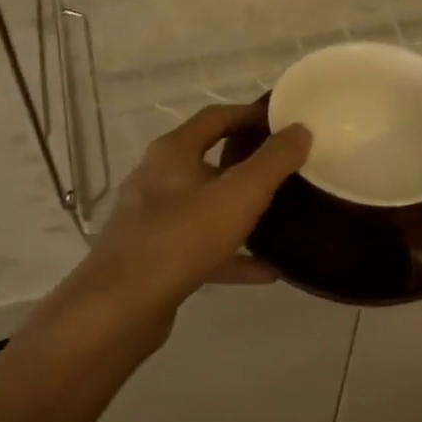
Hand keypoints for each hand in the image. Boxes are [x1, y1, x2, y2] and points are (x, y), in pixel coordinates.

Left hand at [64, 104, 310, 328]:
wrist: (121, 307)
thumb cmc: (182, 237)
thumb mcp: (239, 194)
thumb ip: (273, 161)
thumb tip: (300, 129)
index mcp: (172, 152)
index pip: (215, 118)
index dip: (250, 115)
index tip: (284, 123)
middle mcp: (157, 179)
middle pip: (209, 161)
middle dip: (248, 165)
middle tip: (287, 170)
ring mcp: (153, 220)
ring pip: (206, 208)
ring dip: (241, 213)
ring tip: (282, 219)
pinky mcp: (155, 258)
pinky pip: (202, 248)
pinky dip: (233, 255)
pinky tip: (268, 271)